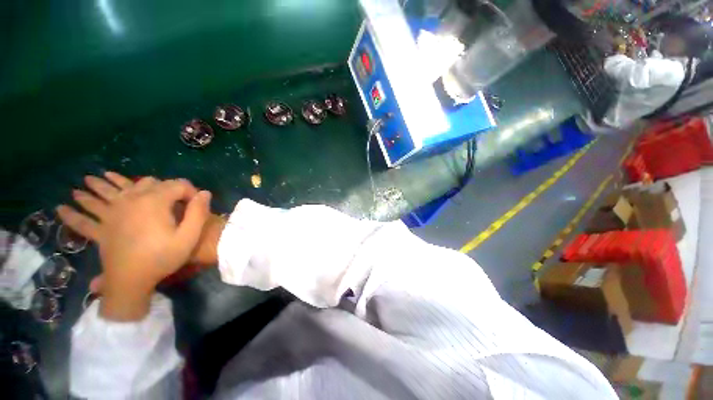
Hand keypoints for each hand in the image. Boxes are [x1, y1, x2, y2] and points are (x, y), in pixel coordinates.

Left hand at [57, 172, 211, 320]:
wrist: (132, 281)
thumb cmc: (162, 257)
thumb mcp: (189, 237)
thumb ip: (198, 213)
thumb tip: (204, 193)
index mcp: (154, 202)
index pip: (177, 184)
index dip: (191, 191)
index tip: (196, 204)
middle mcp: (131, 200)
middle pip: (147, 182)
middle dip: (163, 186)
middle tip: (173, 199)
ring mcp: (112, 213)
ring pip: (106, 192)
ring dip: (99, 186)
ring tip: (90, 180)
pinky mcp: (101, 228)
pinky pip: (82, 219)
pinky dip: (72, 214)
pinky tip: (62, 207)